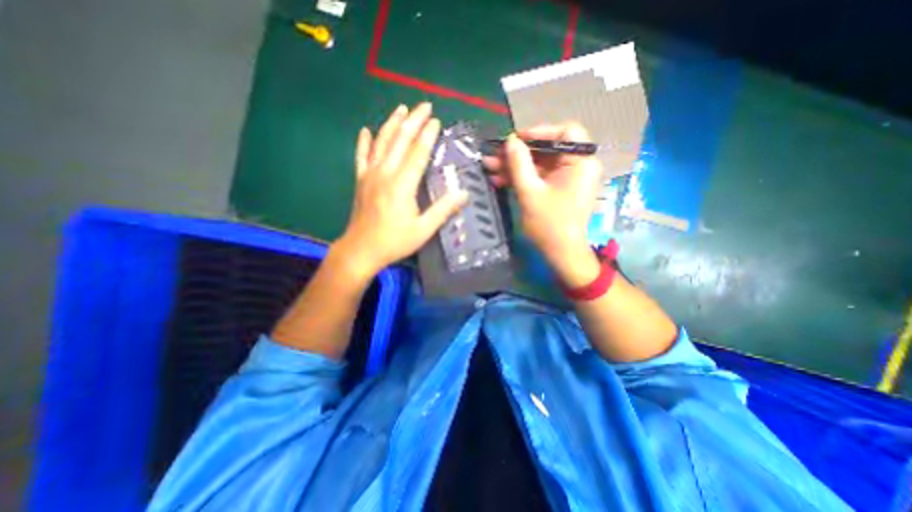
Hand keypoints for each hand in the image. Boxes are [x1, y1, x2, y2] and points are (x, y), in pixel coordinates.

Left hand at [332, 102, 464, 281]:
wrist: (361, 250)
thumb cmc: (394, 241)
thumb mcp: (423, 230)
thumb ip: (443, 210)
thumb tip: (464, 194)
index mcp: (402, 184)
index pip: (418, 153)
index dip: (428, 135)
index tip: (436, 121)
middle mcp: (385, 173)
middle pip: (400, 141)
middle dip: (413, 121)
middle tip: (424, 105)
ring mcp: (370, 175)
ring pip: (381, 142)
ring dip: (392, 124)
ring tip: (401, 108)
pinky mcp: (360, 181)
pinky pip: (361, 156)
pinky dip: (364, 142)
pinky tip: (366, 130)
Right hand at [484, 122, 603, 283]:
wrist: (560, 253)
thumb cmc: (549, 223)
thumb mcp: (530, 191)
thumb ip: (519, 163)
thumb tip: (510, 140)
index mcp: (580, 162)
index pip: (565, 132)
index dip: (539, 132)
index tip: (515, 140)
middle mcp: (577, 166)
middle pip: (546, 149)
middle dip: (518, 153)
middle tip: (494, 156)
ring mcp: (566, 179)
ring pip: (539, 164)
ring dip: (515, 166)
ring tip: (489, 168)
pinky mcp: (557, 190)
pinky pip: (538, 177)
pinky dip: (521, 178)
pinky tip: (500, 179)